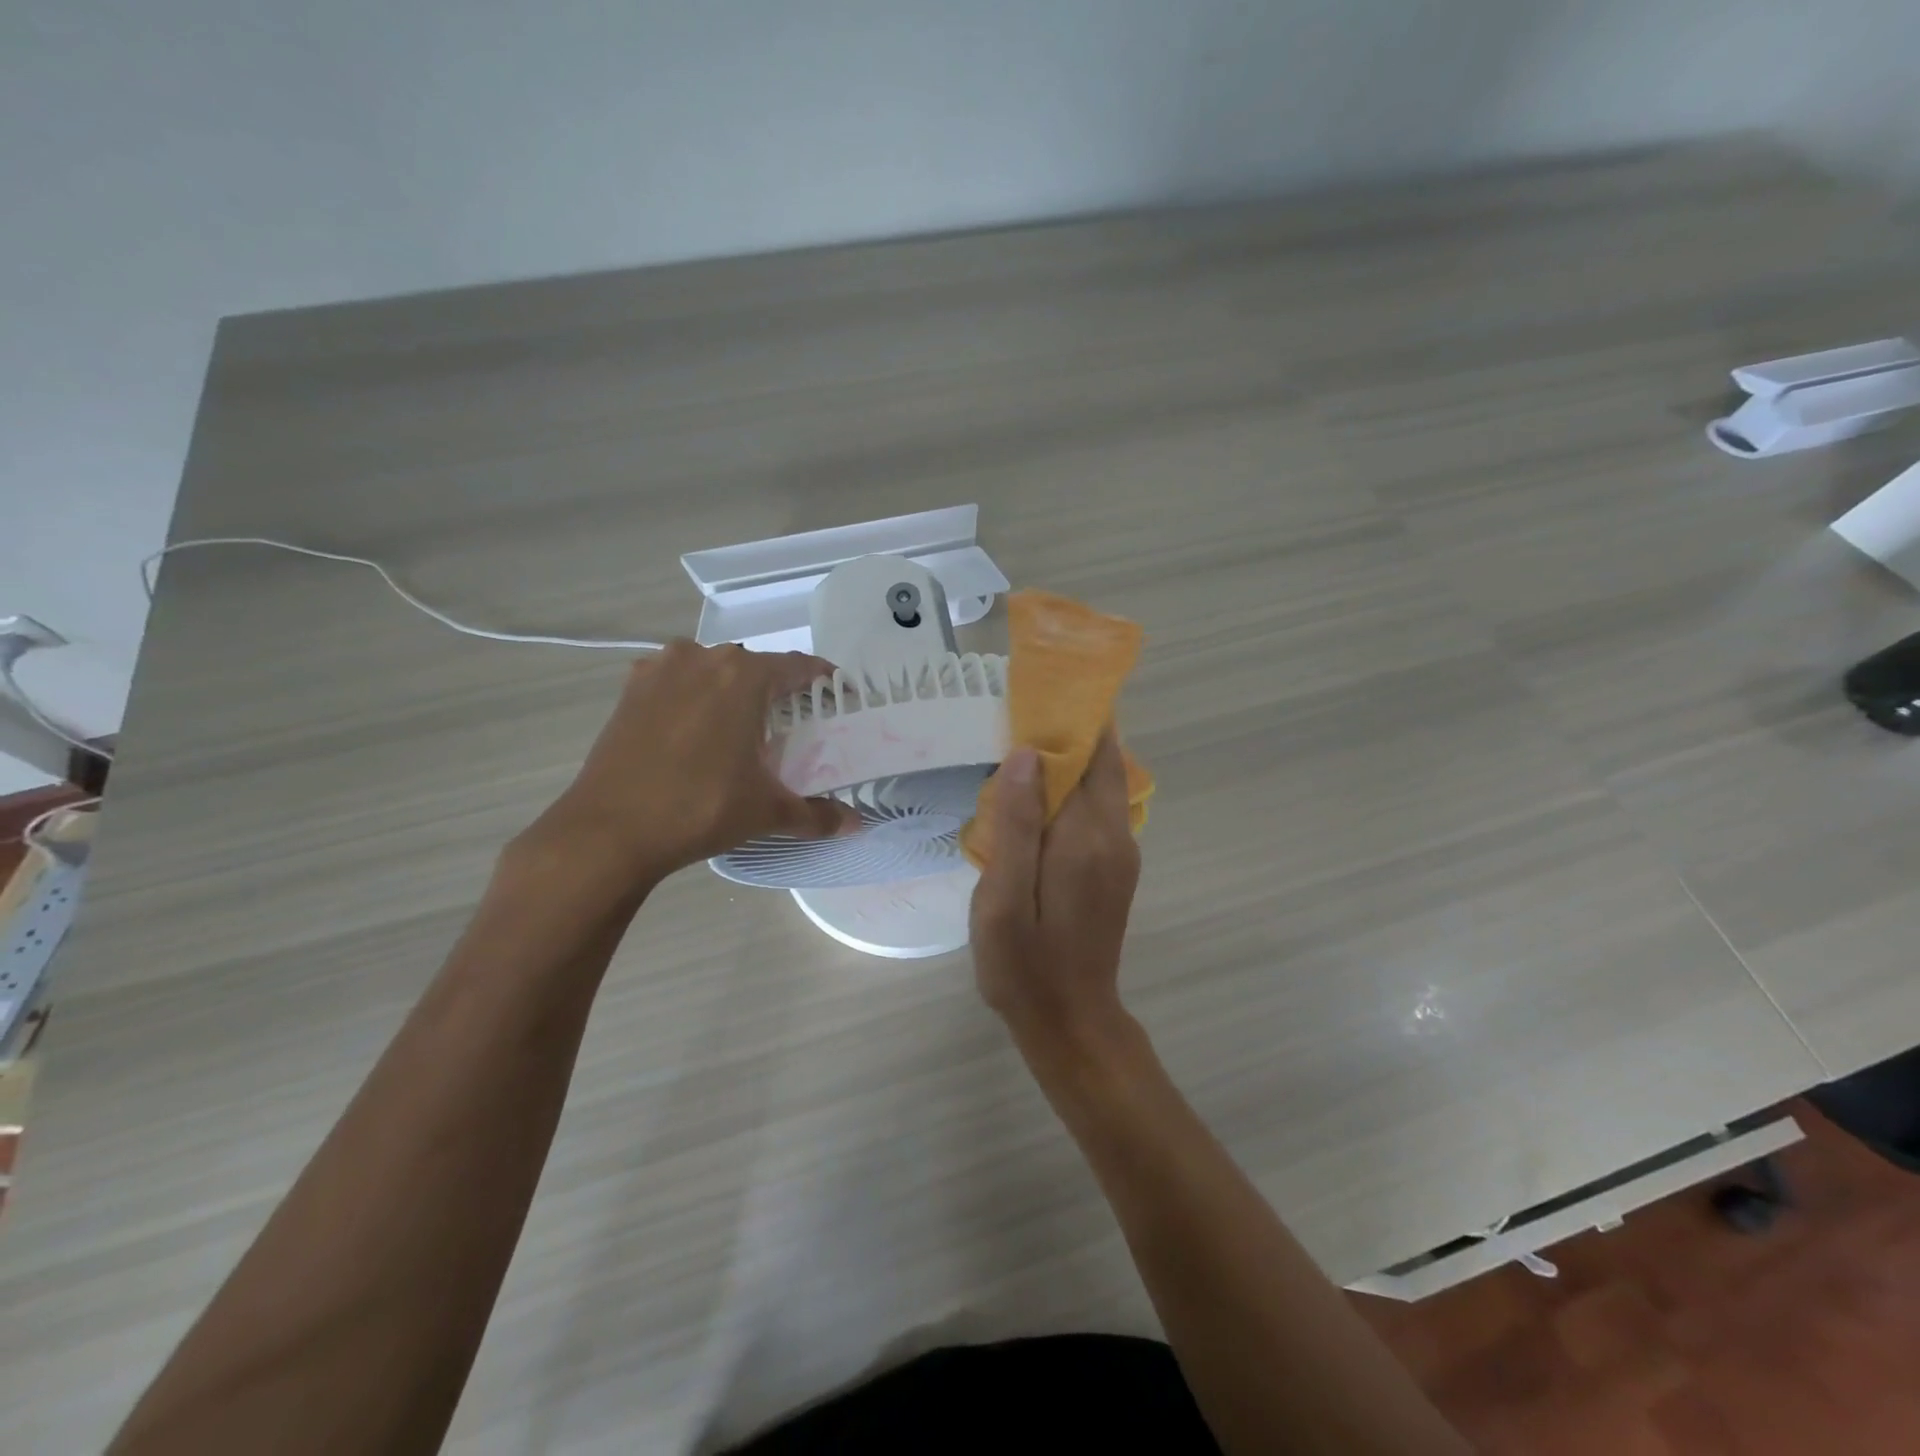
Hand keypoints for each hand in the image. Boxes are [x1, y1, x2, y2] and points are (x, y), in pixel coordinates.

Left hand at [524, 641, 857, 888]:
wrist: (609, 830)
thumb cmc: (701, 808)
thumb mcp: (767, 811)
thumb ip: (817, 814)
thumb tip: (856, 825)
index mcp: (744, 675)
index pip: (797, 666)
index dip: (822, 679)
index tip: (836, 694)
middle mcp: (703, 657)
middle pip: (753, 666)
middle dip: (776, 689)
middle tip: (791, 722)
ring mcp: (660, 669)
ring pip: (711, 670)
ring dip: (730, 690)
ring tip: (740, 727)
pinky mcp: (630, 690)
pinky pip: (676, 682)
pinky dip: (692, 697)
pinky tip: (695, 730)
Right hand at [970, 731, 1142, 1056]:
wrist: (1070, 1023)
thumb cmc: (1025, 965)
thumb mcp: (1005, 898)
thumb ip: (1016, 825)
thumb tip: (1024, 754)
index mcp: (1088, 837)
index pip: (1090, 754)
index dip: (1070, 716)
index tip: (1040, 685)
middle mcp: (1115, 837)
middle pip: (1101, 763)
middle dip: (1071, 729)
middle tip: (1022, 705)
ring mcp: (1120, 854)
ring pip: (1099, 785)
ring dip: (1069, 758)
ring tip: (1021, 738)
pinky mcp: (1112, 869)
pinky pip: (1095, 810)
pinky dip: (1071, 788)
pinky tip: (1035, 793)